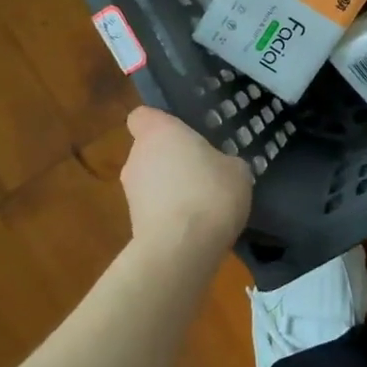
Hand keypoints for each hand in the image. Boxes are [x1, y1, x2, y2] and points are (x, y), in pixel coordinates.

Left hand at [119, 106, 253, 259]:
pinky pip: (154, 208)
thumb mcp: (237, 169)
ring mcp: (130, 192)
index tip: (182, 132)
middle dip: (171, 158)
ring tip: (202, 202)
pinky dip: (170, 213)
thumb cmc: (210, 193)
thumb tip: (218, 168)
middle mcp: (137, 157)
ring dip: (170, 187)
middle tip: (202, 169)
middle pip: (149, 150)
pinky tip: (195, 225)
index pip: (142, 116)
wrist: (181, 249)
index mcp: (158, 132)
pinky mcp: (132, 224)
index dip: (159, 123)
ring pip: (151, 180)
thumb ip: (222, 160)